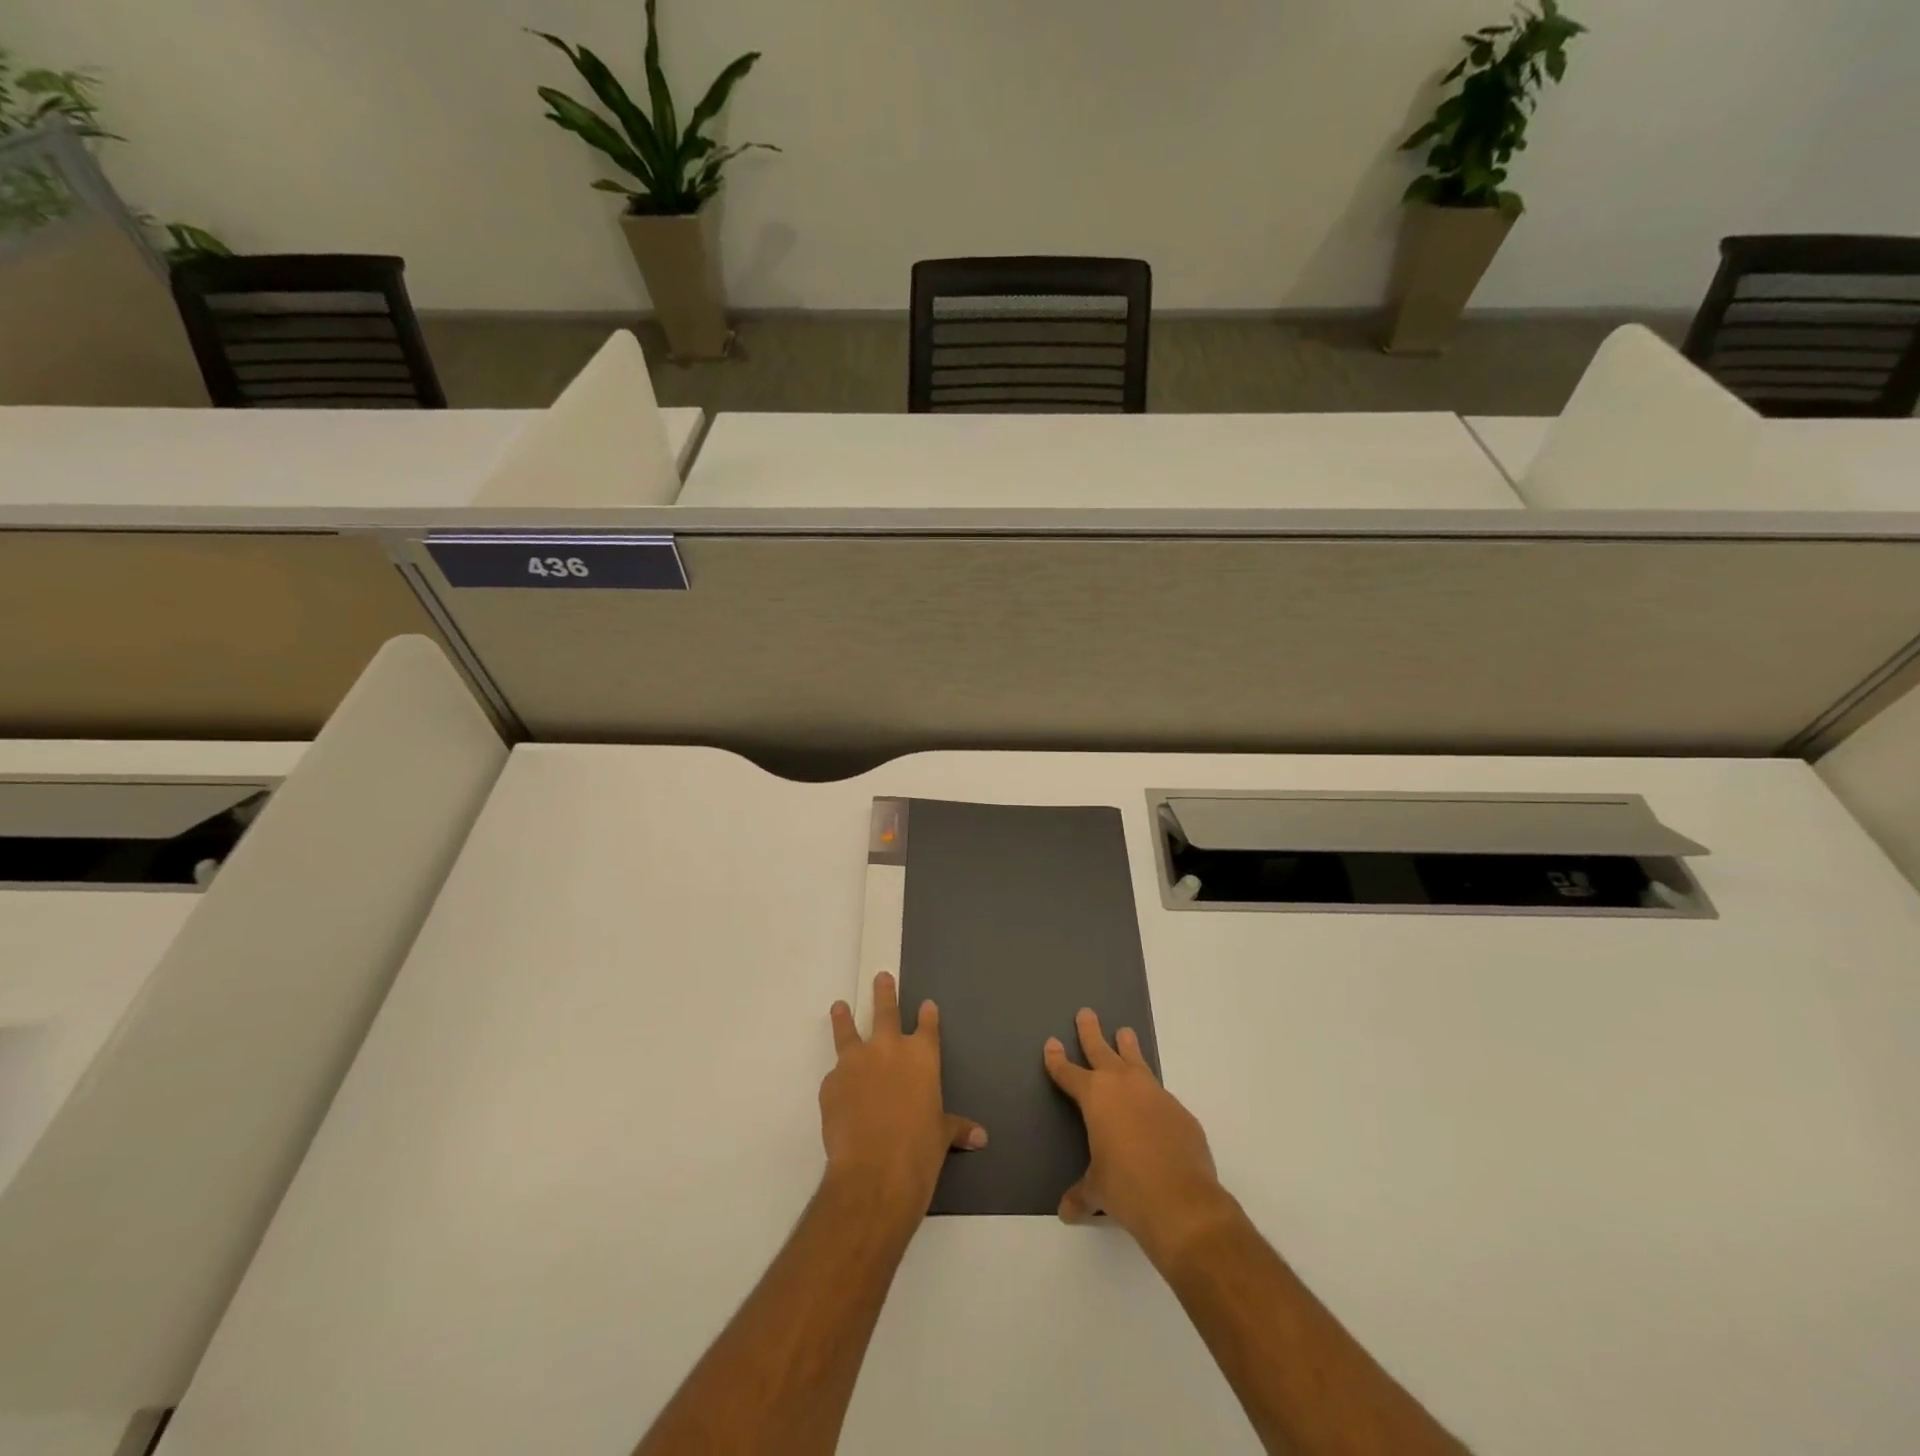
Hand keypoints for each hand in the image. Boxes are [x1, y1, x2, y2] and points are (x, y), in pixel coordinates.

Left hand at [821, 972, 985, 1220]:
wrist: (874, 1171)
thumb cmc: (919, 1151)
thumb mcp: (941, 1136)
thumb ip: (956, 1128)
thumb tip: (981, 1137)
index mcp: (922, 1057)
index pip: (927, 1026)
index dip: (927, 1015)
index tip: (926, 1004)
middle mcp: (889, 1049)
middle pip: (886, 1011)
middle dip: (884, 993)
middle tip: (881, 977)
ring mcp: (856, 1062)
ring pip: (848, 1030)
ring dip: (844, 1017)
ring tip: (839, 1006)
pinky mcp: (831, 1083)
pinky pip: (835, 1076)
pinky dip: (837, 1079)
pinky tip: (837, 1089)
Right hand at [1045, 1008, 1233, 1263]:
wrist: (1182, 1203)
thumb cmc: (1127, 1190)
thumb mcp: (1097, 1192)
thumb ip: (1081, 1196)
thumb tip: (1067, 1212)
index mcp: (1095, 1097)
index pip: (1069, 1073)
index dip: (1057, 1060)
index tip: (1052, 1043)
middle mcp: (1124, 1086)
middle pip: (1102, 1050)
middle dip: (1091, 1032)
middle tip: (1086, 1012)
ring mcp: (1155, 1095)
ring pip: (1137, 1061)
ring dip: (1128, 1047)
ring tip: (1125, 1032)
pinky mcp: (1180, 1112)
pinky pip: (1160, 1095)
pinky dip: (1152, 1096)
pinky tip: (1153, 1107)